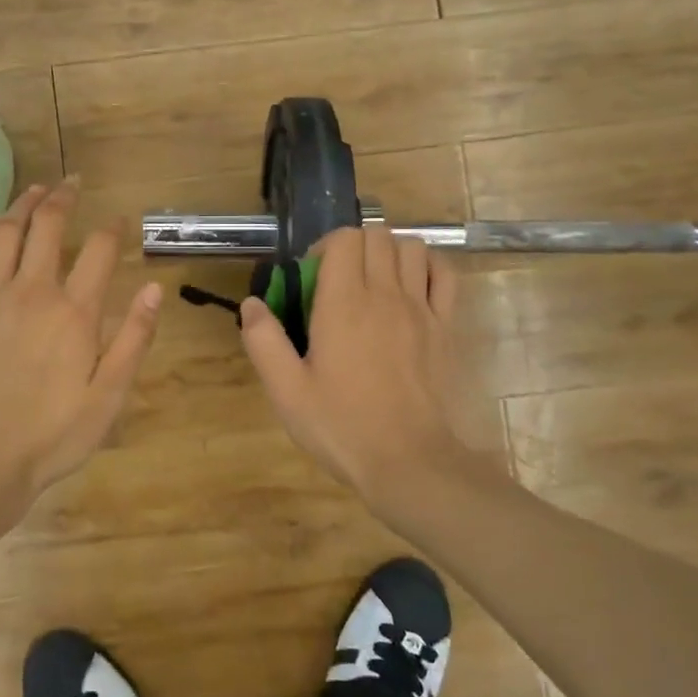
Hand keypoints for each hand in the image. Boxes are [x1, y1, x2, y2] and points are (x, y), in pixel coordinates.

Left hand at [0, 182, 162, 502]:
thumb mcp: (109, 395)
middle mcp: (31, 291)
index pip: (100, 250)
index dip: (114, 228)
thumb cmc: (53, 434)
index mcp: (74, 312)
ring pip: (4, 232)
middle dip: (63, 197)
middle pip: (47, 226)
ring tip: (35, 192)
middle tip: (73, 183)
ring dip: (22, 205)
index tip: (121, 219)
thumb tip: (155, 289)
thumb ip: (133, 339)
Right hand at [241, 224, 466, 506]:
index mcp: (343, 304)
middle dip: (354, 246)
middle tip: (338, 281)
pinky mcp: (445, 328)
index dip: (325, 247)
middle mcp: (385, 294)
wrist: (407, 461)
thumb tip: (252, 304)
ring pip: (412, 248)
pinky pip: (444, 275)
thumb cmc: (341, 425)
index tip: (312, 278)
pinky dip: (428, 268)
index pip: (344, 239)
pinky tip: (412, 288)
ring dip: (389, 252)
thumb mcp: (286, 391)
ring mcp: (421, 309)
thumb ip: (264, 341)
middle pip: (378, 236)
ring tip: (374, 282)